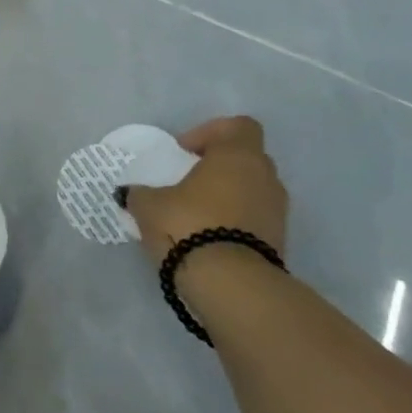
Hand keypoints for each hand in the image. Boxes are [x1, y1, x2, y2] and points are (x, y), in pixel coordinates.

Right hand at [122, 116, 286, 263]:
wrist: (233, 286)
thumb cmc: (189, 225)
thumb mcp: (149, 205)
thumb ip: (141, 193)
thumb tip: (131, 192)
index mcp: (238, 156)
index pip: (239, 126)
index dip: (211, 133)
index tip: (184, 152)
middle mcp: (265, 178)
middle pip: (246, 158)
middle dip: (218, 166)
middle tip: (188, 181)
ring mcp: (277, 212)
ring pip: (253, 190)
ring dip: (229, 196)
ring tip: (196, 214)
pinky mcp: (280, 244)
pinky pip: (255, 220)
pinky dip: (236, 223)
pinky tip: (208, 238)